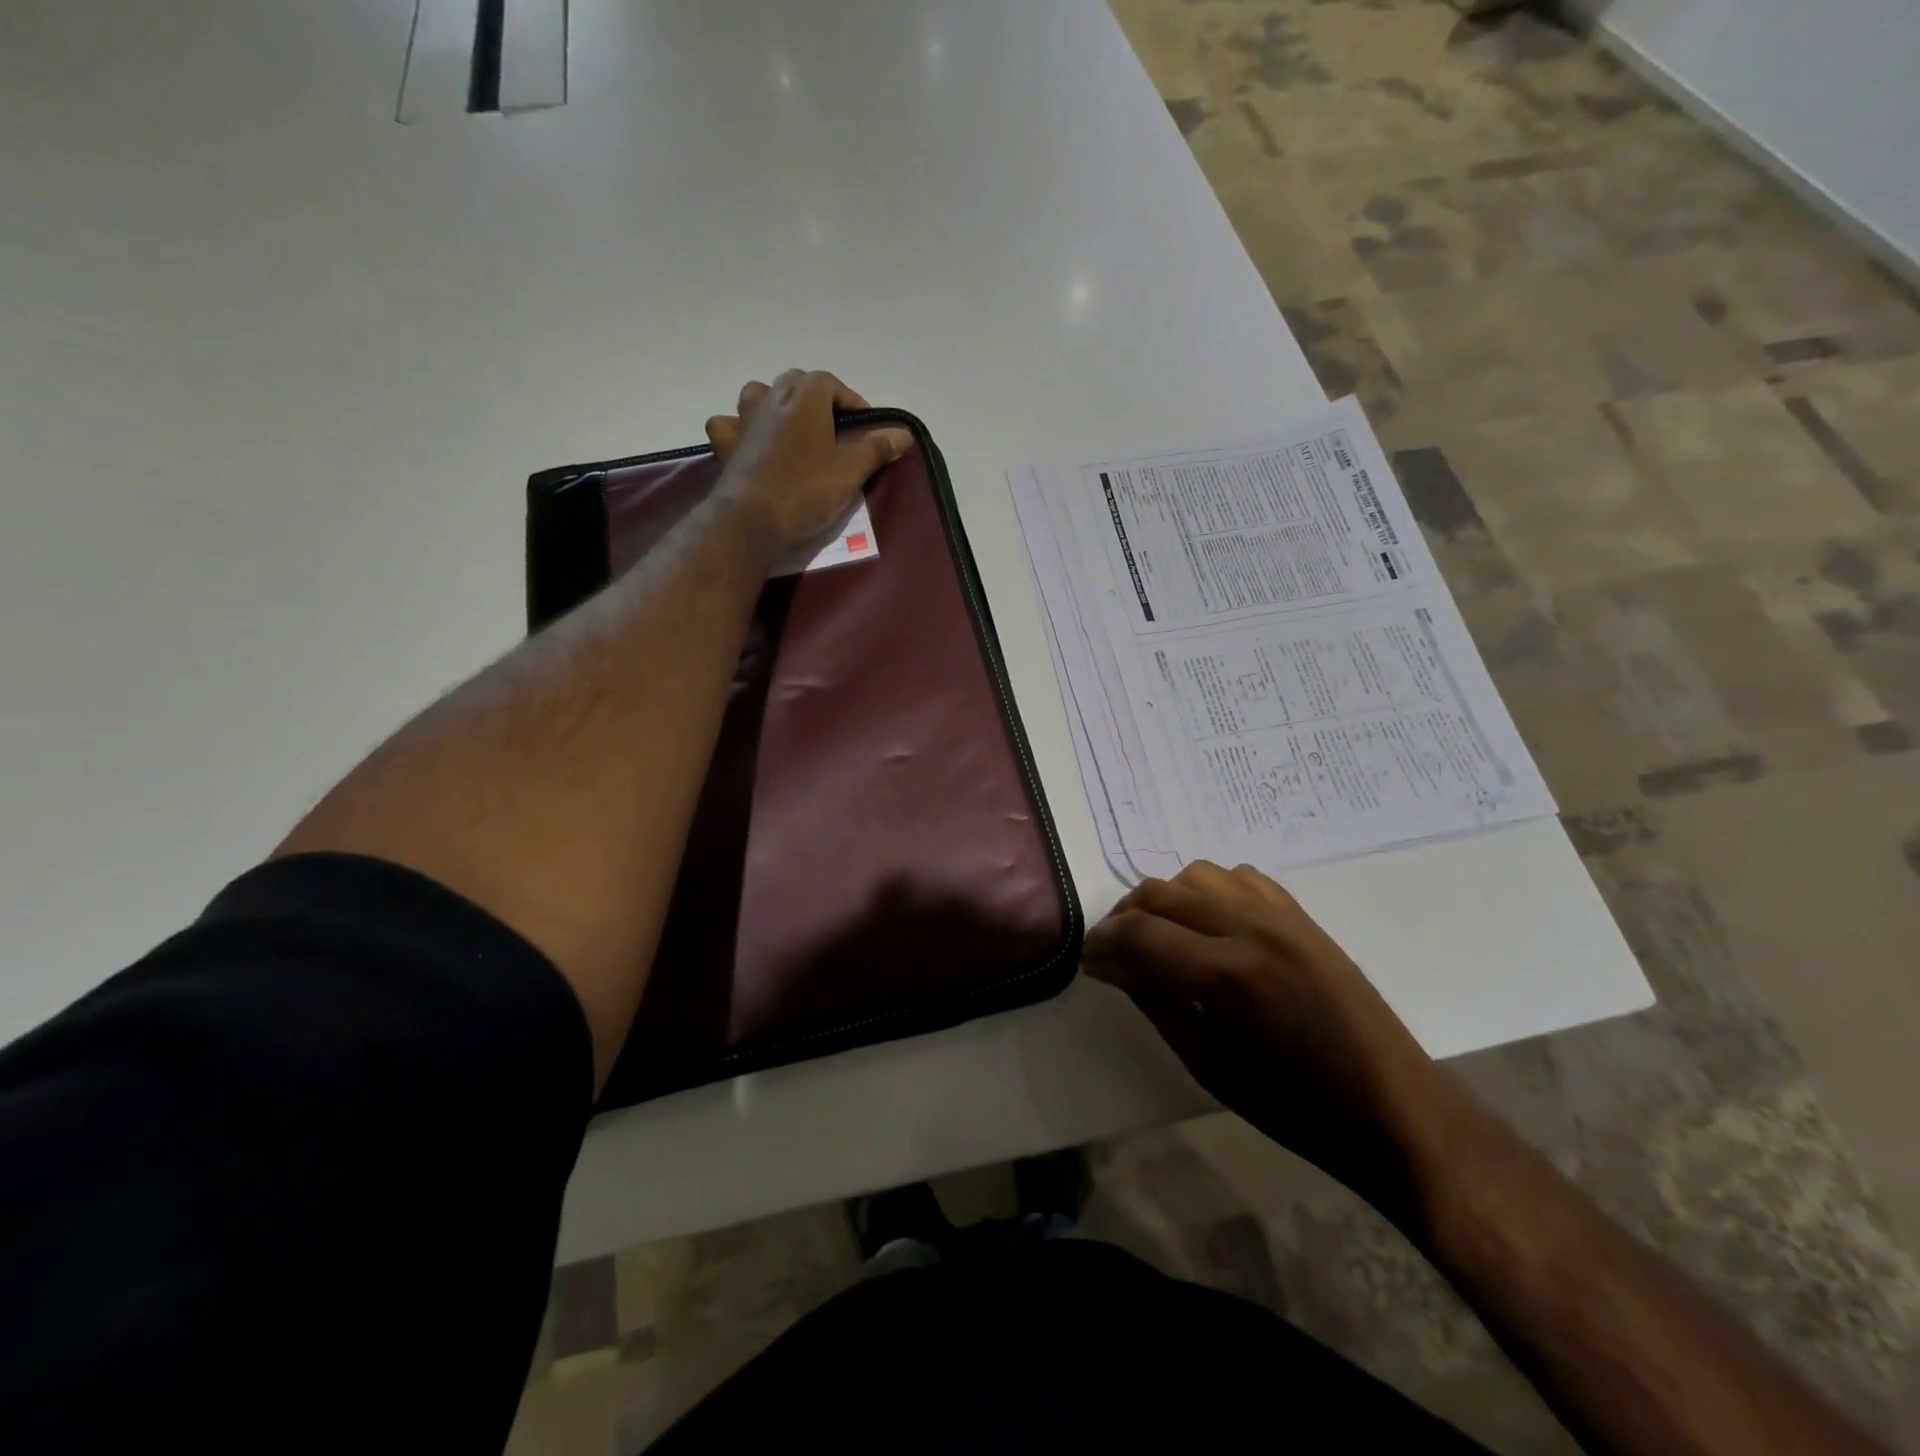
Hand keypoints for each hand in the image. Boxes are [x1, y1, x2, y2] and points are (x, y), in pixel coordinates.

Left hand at [705, 370, 912, 557]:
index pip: (831, 383)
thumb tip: (903, 433)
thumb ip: (876, 447)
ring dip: (776, 403)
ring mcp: (744, 420)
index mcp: (805, 397)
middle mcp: (771, 398)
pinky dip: (738, 428)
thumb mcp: (851, 470)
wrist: (754, 519)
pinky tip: (748, 442)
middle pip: (796, 382)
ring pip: (758, 394)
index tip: (865, 426)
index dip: (851, 401)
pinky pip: (728, 425)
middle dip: (817, 398)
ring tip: (792, 427)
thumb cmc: (808, 489)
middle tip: (834, 428)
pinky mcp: (726, 446)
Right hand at [1084, 861, 1451, 1213]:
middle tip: (1113, 950)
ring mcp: (1283, 916)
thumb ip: (1155, 1002)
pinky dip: (1211, 893)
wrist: (1394, 1110)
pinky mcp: (1303, 917)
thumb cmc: (1296, 1108)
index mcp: (1229, 975)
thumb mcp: (1209, 1065)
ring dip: (1166, 898)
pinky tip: (1209, 925)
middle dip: (1124, 917)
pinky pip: (1241, 879)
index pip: (1141, 934)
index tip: (1088, 960)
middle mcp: (1253, 928)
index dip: (1103, 944)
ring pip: (1198, 875)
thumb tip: (1110, 965)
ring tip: (1159, 933)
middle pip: (1162, 893)